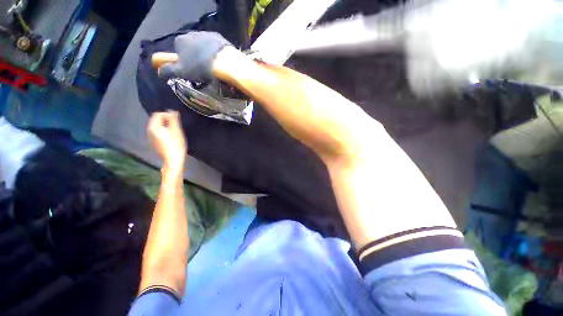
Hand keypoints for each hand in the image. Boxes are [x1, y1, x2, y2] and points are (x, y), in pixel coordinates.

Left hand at [147, 111, 186, 172]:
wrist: (173, 160)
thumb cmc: (176, 145)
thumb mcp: (176, 130)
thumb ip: (173, 119)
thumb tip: (172, 111)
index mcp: (153, 126)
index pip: (158, 114)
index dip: (168, 114)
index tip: (177, 118)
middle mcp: (149, 130)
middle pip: (156, 119)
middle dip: (166, 119)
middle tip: (177, 123)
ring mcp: (151, 136)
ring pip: (157, 125)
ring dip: (166, 124)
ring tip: (175, 128)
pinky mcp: (154, 141)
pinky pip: (158, 131)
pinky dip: (164, 129)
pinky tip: (171, 135)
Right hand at [158, 31, 231, 82]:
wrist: (224, 62)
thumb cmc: (200, 67)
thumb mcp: (181, 72)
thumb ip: (168, 71)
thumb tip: (159, 72)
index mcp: (180, 41)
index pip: (178, 50)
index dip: (184, 61)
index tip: (191, 71)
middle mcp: (192, 33)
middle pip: (191, 48)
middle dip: (195, 58)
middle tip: (203, 71)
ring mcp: (207, 34)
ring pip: (203, 46)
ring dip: (206, 55)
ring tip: (212, 67)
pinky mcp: (220, 38)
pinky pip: (215, 46)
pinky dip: (216, 53)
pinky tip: (220, 62)